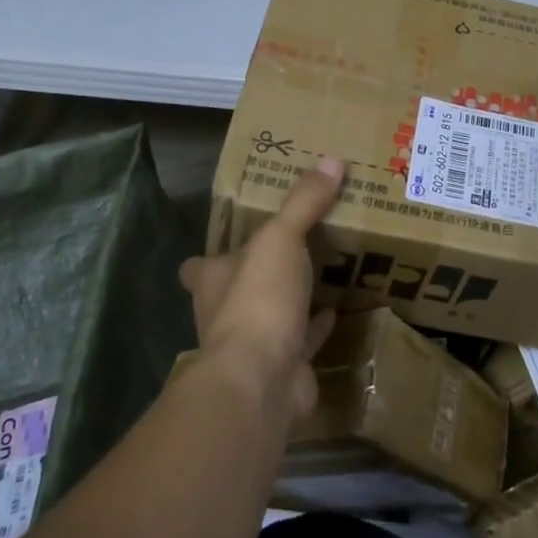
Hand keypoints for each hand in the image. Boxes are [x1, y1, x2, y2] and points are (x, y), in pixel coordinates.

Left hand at [180, 156, 344, 419]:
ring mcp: (252, 345)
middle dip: (259, 274)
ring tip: (319, 272)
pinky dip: (316, 326)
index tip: (237, 240)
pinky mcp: (283, 367)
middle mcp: (225, 313)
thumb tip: (331, 160)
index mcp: (214, 280)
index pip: (201, 266)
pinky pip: (302, 340)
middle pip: (237, 290)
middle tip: (291, 248)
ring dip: (288, 300)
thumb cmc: (258, 299)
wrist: (263, 378)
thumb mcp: (281, 238)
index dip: (214, 255)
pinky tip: (336, 310)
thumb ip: (303, 202)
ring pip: (270, 316)